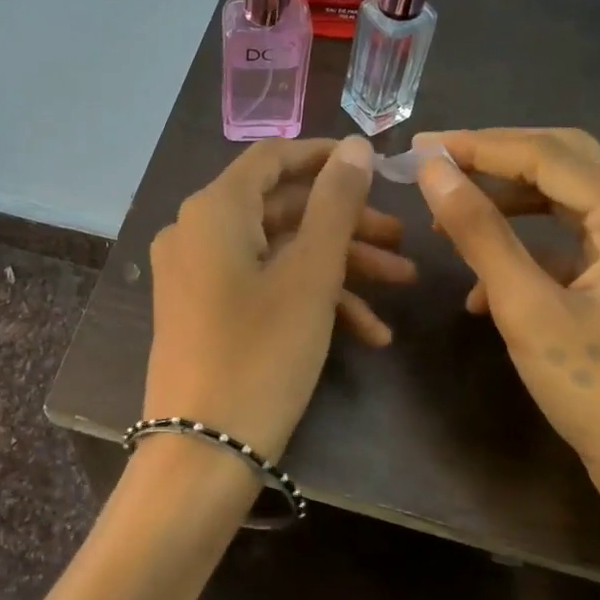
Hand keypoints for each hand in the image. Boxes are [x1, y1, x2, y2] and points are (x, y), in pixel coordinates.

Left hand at [143, 136, 407, 462]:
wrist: (202, 452)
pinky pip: (260, 287)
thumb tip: (356, 147)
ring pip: (278, 252)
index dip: (327, 156)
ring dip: (339, 268)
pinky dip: (309, 299)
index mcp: (214, 209)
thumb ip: (335, 204)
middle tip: (403, 242)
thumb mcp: (310, 276)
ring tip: (400, 287)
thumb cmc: (261, 354)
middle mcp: (196, 231)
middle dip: (347, 226)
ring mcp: (197, 274)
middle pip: (282, 209)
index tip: (377, 167)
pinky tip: (367, 333)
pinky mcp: (204, 311)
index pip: (273, 158)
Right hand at [415, 128, 599, 554]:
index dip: (480, 145)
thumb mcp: (528, 310)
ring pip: (571, 204)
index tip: (420, 147)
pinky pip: (579, 246)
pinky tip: (486, 288)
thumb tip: (434, 170)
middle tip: (436, 167)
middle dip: (497, 163)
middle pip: (568, 165)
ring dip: (511, 207)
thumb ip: (480, 232)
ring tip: (451, 222)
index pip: (550, 155)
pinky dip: (531, 252)